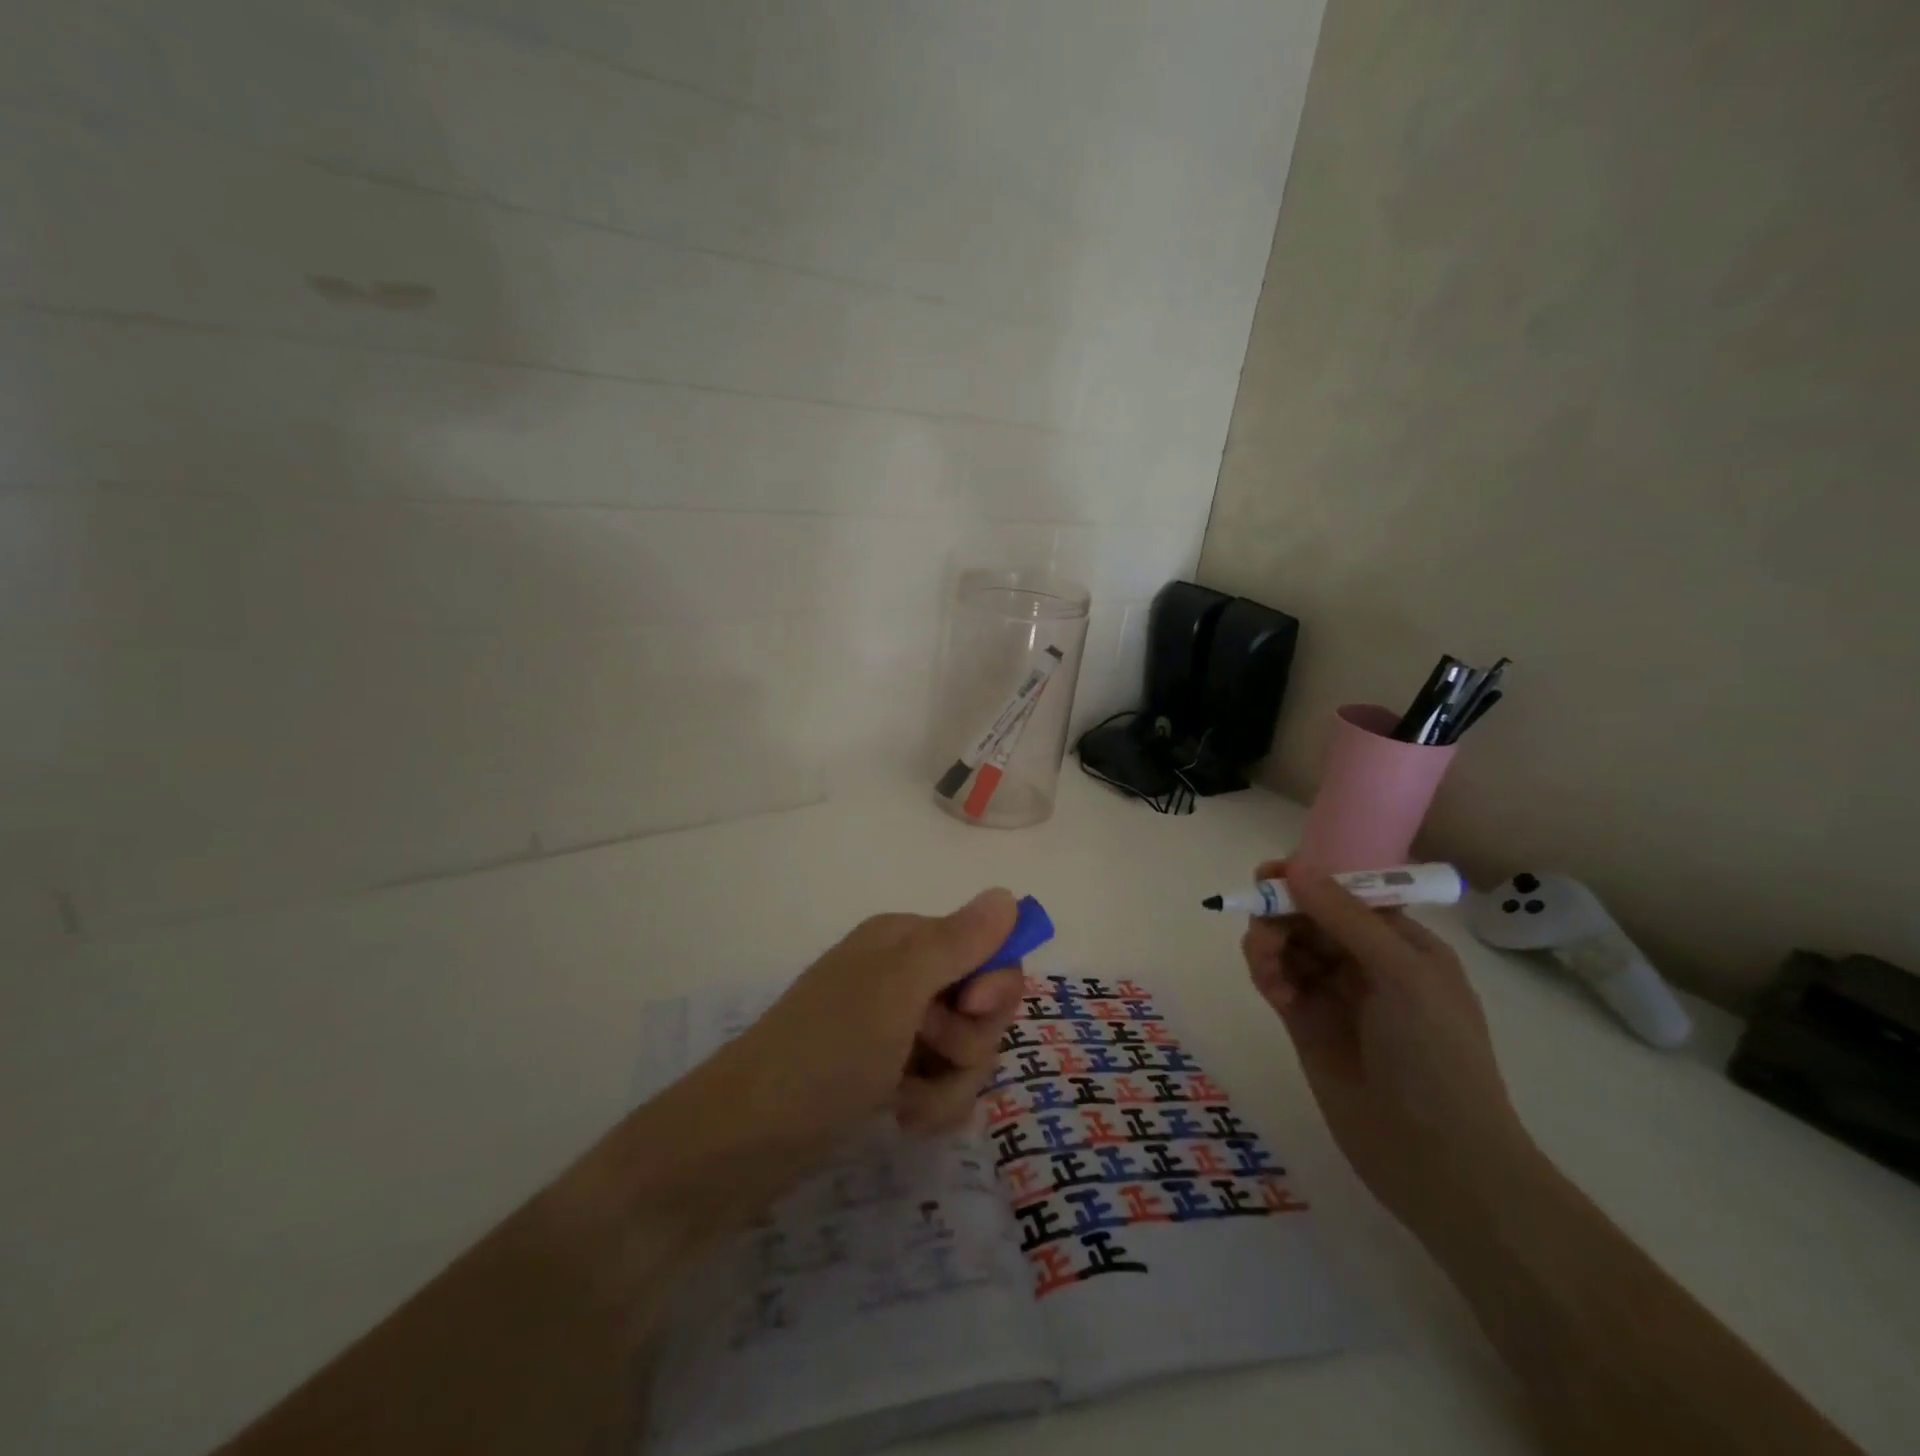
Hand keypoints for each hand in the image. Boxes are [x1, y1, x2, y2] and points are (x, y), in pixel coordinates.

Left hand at [705, 889, 1024, 1145]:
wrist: (746, 1138)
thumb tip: (1008, 893)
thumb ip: (958, 942)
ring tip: (909, 1102)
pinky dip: (932, 1104)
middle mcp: (906, 977)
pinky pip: (943, 1084)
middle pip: (983, 1004)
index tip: (973, 1009)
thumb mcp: (897, 988)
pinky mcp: (891, 1074)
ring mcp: (898, 1028)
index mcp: (906, 940)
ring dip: (951, 1083)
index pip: (988, 948)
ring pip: (967, 1051)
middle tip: (933, 1053)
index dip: (994, 983)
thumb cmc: (826, 1050)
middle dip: (971, 1040)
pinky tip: (903, 1117)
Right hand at [1243, 860, 1538, 1235]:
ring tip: (1266, 963)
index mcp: (1403, 945)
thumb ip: (1346, 918)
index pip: (1347, 894)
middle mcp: (1367, 963)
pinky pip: (1277, 980)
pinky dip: (1267, 973)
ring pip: (1288, 946)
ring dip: (1269, 943)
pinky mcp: (1306, 1025)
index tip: (1268, 874)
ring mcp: (1335, 995)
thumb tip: (1295, 865)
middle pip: (1310, 916)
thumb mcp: (1402, 975)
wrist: (1439, 1162)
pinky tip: (1271, 987)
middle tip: (1261, 923)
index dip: (1309, 879)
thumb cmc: (1436, 1058)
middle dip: (1282, 912)